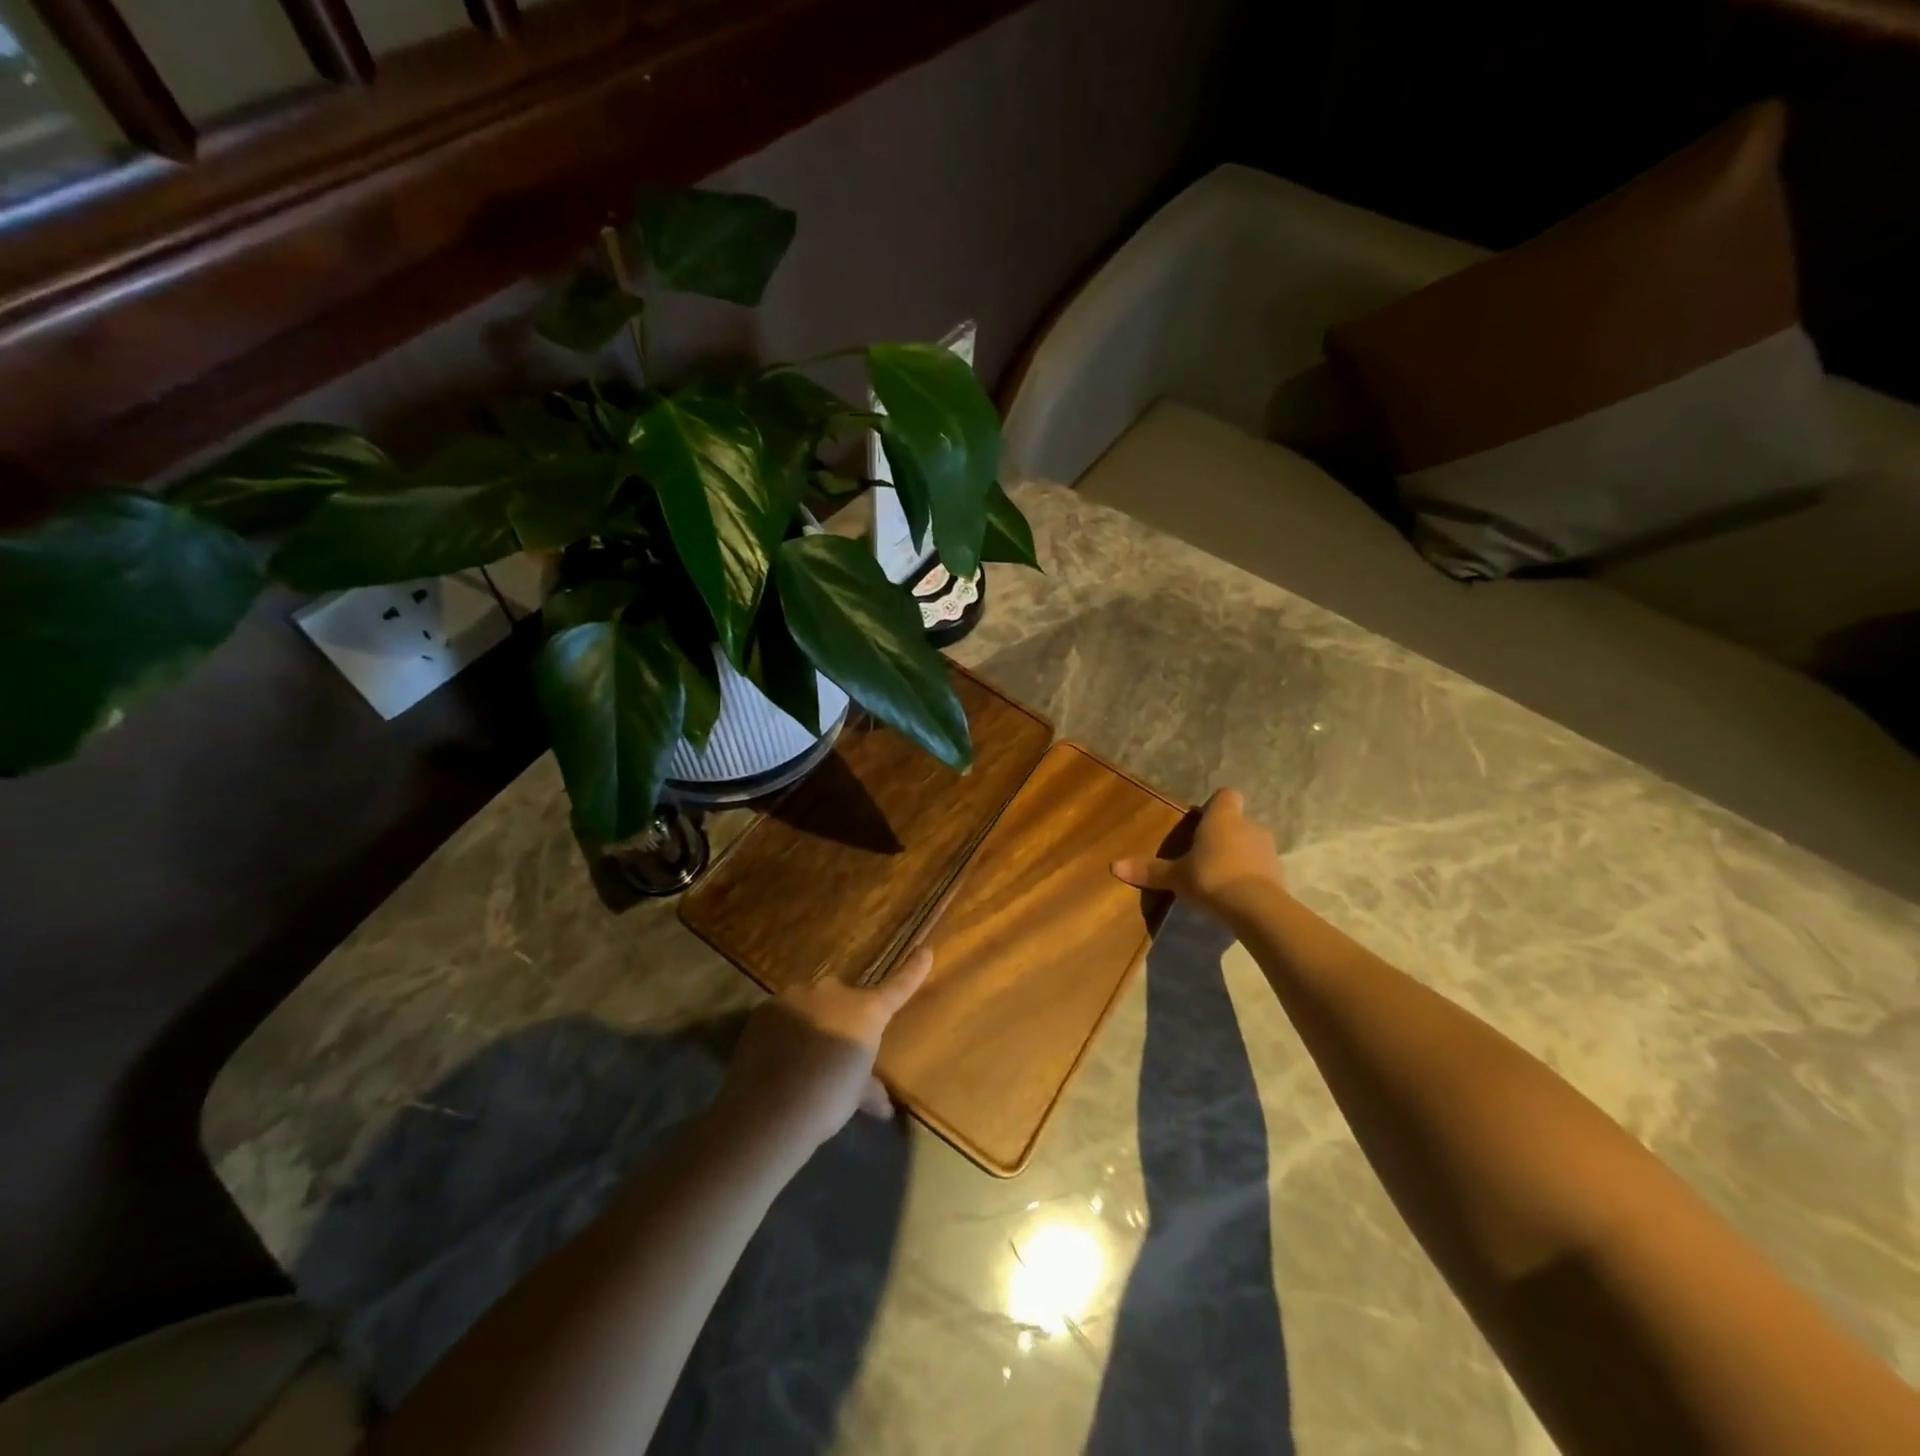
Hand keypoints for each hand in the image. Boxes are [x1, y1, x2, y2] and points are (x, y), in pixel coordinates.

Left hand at [711, 948, 934, 1159]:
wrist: (769, 1109)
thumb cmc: (828, 1100)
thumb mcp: (856, 1096)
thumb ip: (870, 1090)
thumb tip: (885, 1106)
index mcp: (866, 1012)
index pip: (898, 987)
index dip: (913, 969)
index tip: (926, 950)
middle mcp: (834, 993)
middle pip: (844, 997)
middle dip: (841, 1016)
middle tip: (834, 1049)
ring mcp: (797, 996)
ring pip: (810, 1003)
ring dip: (811, 1021)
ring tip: (799, 1059)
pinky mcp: (765, 1008)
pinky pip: (782, 1015)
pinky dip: (783, 1030)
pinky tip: (776, 1058)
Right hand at [1111, 787, 1286, 922]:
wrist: (1255, 908)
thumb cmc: (1210, 877)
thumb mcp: (1175, 876)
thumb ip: (1148, 870)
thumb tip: (1113, 866)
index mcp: (1223, 818)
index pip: (1226, 796)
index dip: (1215, 806)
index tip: (1202, 821)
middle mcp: (1249, 826)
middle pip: (1238, 822)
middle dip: (1224, 836)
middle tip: (1204, 856)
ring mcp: (1268, 850)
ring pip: (1251, 846)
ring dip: (1239, 857)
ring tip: (1220, 879)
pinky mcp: (1279, 875)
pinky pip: (1261, 869)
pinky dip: (1251, 877)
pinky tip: (1236, 896)